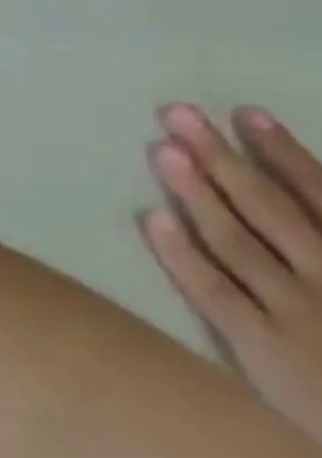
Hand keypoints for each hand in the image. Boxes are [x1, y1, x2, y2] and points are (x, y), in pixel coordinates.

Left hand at [142, 102, 321, 439]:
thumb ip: (320, 238)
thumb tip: (299, 195)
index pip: (321, 195)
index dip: (284, 152)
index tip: (244, 112)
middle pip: (271, 206)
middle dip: (224, 156)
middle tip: (178, 114)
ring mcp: (300, 311)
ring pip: (237, 240)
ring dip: (198, 193)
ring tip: (163, 151)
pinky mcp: (262, 345)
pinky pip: (215, 291)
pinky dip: (183, 254)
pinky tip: (152, 219)